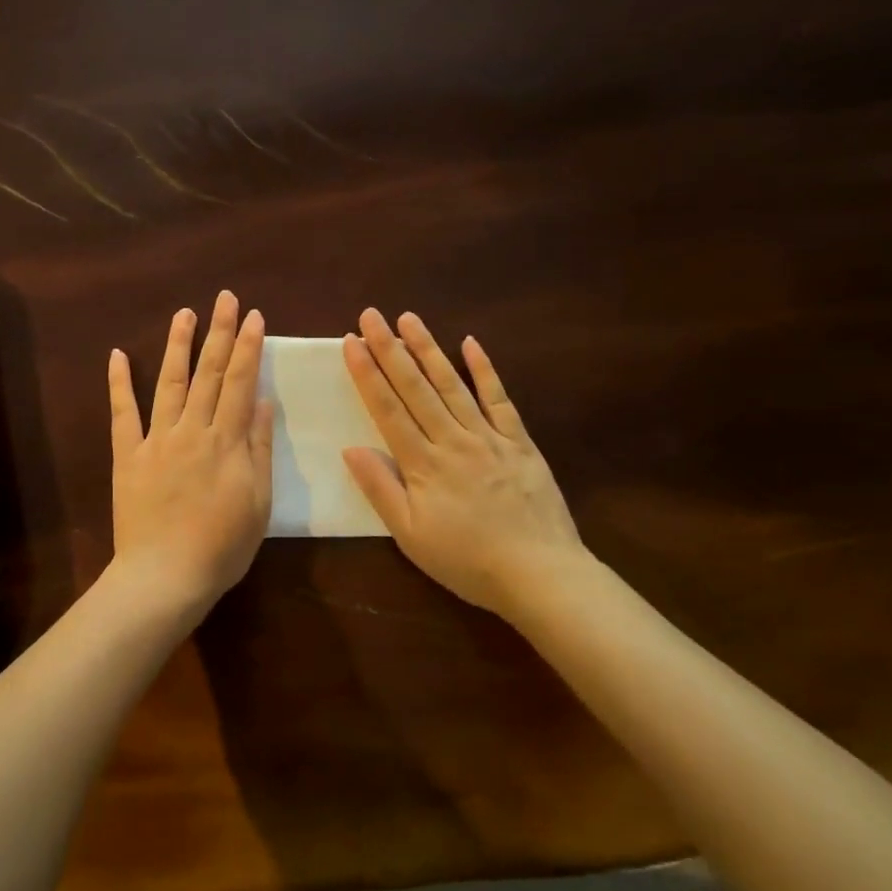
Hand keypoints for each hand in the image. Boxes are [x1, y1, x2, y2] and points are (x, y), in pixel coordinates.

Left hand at [107, 291, 272, 617]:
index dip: (247, 347)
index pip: (239, 382)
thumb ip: (258, 448)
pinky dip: (119, 383)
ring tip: (185, 312)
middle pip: (207, 373)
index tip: (253, 317)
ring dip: (178, 345)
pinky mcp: (127, 455)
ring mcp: (155, 440)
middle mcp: (191, 430)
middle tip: (224, 297)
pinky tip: (118, 355)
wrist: (165, 576)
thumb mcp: (258, 502)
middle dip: (219, 332)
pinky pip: (122, 413)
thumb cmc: (221, 546)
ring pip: (169, 383)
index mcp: (225, 442)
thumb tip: (260, 401)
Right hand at [341, 310, 593, 620]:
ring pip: (452, 384)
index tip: (351, 342)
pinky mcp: (519, 441)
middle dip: (390, 348)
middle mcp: (452, 440)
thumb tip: (350, 448)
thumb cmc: (467, 560)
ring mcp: (489, 436)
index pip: (387, 409)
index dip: (367, 374)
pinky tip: (471, 343)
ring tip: (409, 318)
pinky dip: (485, 370)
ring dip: (428, 349)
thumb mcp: (411, 535)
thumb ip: (380, 489)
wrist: (541, 575)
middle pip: (415, 387)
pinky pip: (499, 399)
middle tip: (372, 315)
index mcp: (423, 464)